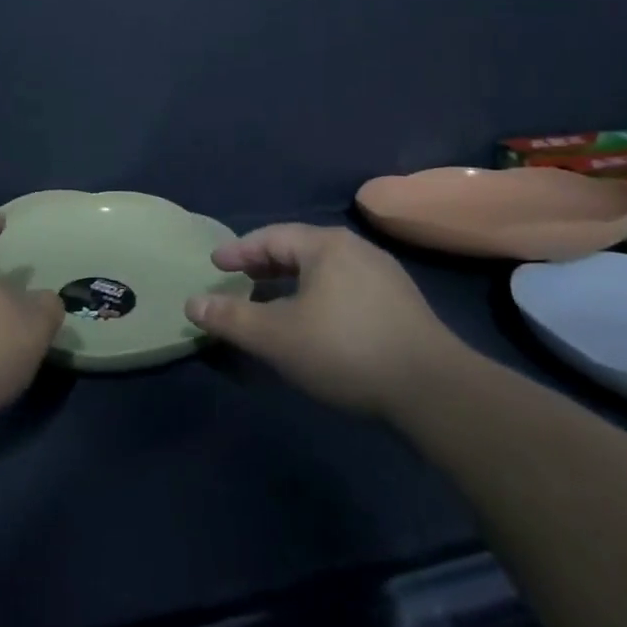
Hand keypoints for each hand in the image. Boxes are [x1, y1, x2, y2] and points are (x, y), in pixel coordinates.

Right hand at [185, 224, 470, 418]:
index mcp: (325, 245)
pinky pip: (345, 287)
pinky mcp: (401, 303)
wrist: (434, 389)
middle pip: (299, 248)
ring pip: (324, 269)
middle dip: (265, 264)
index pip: (271, 237)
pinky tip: (315, 320)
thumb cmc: (345, 350)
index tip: (215, 263)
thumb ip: (232, 317)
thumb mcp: (277, 337)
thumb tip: (192, 302)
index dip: (239, 250)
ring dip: (292, 281)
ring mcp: (384, 274)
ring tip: (272, 299)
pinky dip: (318, 294)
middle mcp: (355, 249)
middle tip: (239, 278)